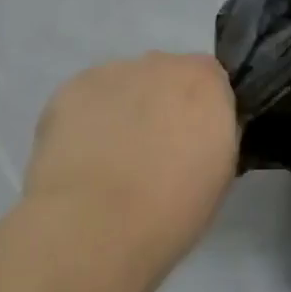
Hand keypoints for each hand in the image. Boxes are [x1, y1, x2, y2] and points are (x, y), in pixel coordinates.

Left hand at [22, 53, 238, 289]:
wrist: (93, 227)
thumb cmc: (170, 211)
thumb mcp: (219, 175)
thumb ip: (214, 136)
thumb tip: (199, 133)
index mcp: (206, 82)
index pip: (211, 80)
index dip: (199, 110)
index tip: (191, 142)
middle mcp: (162, 64)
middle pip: (165, 75)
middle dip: (160, 104)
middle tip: (149, 152)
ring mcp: (113, 72)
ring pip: (124, 84)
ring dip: (122, 109)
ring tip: (106, 159)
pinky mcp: (70, 88)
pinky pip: (86, 98)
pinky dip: (85, 119)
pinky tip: (79, 158)